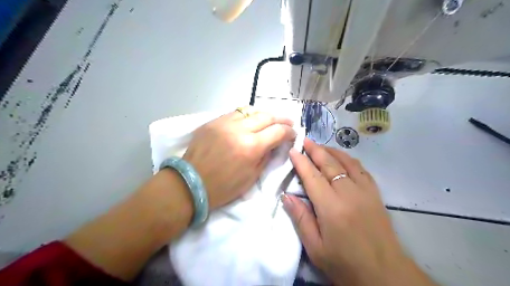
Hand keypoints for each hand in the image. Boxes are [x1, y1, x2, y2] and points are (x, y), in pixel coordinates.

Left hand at [184, 109, 296, 208]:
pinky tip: (250, 120)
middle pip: (266, 116)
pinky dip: (246, 116)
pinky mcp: (213, 121)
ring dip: (264, 114)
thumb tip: (275, 144)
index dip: (289, 132)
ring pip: (250, 110)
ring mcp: (224, 123)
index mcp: (251, 147)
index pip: (278, 131)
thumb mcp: (251, 177)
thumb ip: (266, 156)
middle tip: (288, 122)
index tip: (293, 134)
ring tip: (270, 120)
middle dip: (281, 119)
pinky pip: (234, 113)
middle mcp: (239, 130)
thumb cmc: (224, 187)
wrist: (191, 183)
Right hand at [283, 139, 433, 285]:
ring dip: (332, 151)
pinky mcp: (375, 194)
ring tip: (321, 146)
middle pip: (329, 164)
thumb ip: (301, 218)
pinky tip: (343, 158)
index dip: (301, 162)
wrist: (385, 274)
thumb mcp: (316, 247)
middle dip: (316, 150)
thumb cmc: (345, 263)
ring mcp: (365, 191)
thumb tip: (286, 196)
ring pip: (347, 162)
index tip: (293, 150)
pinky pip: (361, 169)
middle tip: (305, 140)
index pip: (312, 177)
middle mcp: (349, 193)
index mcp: (331, 207)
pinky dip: (349, 159)